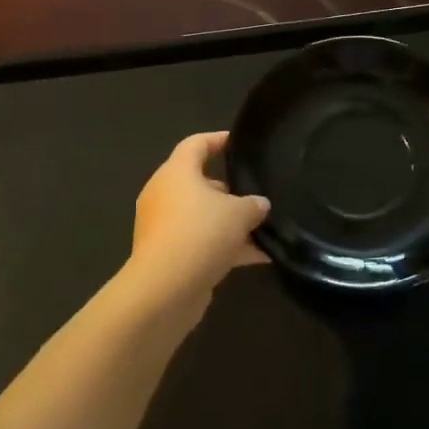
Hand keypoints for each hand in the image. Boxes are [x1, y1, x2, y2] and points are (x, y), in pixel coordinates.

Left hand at [125, 132, 269, 314]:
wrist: (165, 288)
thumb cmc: (200, 233)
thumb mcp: (238, 214)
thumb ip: (253, 205)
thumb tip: (260, 204)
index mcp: (176, 172)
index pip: (196, 144)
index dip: (217, 140)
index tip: (238, 143)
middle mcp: (164, 194)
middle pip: (199, 183)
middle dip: (229, 191)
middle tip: (257, 195)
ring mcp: (163, 226)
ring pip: (202, 217)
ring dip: (230, 224)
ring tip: (265, 230)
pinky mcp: (168, 255)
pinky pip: (201, 242)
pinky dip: (225, 247)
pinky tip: (259, 258)